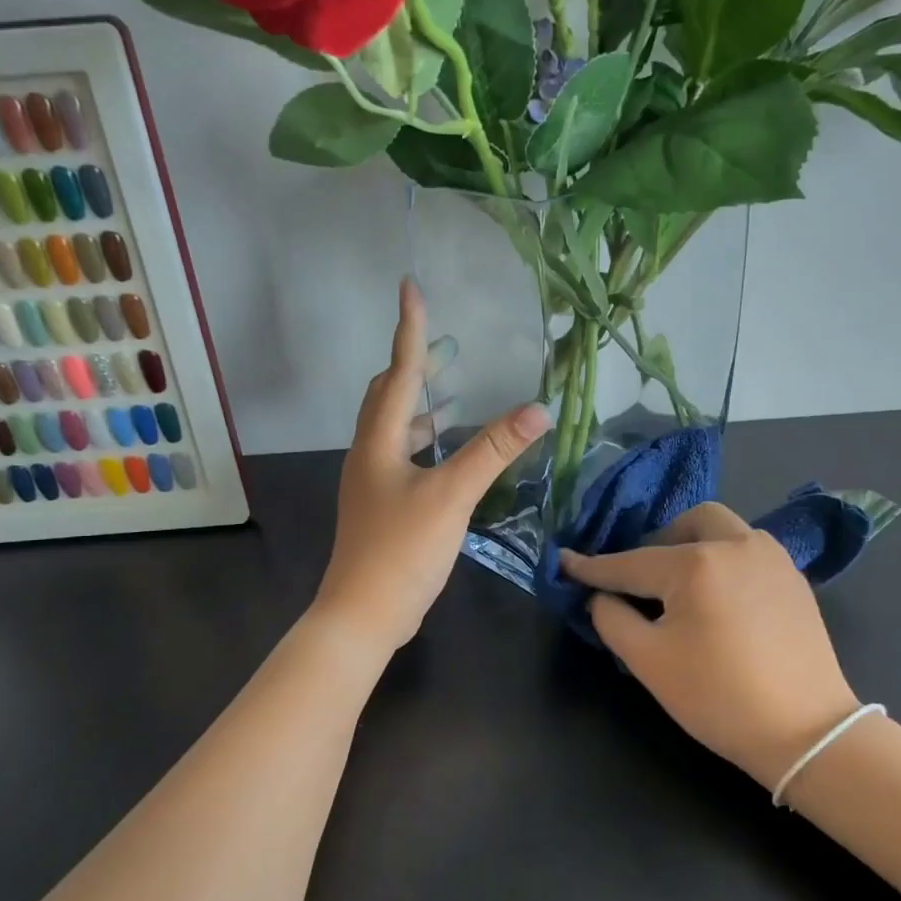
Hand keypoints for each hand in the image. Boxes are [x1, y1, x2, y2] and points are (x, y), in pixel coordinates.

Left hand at [313, 280, 551, 652]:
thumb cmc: (402, 549)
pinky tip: (448, 456)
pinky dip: (424, 444)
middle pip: (386, 397)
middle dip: (411, 368)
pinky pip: (402, 458)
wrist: (364, 613)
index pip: (397, 373)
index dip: (408, 330)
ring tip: (452, 395)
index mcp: (378, 442)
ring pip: (394, 430)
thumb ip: (493, 452)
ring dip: (419, 408)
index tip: (410, 287)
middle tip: (442, 350)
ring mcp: (372, 483)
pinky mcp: (381, 507)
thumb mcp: (452, 496)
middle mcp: (369, 454)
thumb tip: (536, 410)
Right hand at [561, 504, 860, 789]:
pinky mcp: (795, 579)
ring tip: (680, 587)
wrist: (807, 733)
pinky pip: (747, 551)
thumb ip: (611, 618)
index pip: (630, 562)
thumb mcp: (648, 661)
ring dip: (693, 545)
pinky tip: (717, 599)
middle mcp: (737, 545)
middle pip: (686, 523)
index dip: (593, 567)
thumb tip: (600, 596)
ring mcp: (772, 559)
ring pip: (723, 529)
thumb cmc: (718, 697)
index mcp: (696, 563)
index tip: (564, 562)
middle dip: (655, 543)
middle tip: (641, 580)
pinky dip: (722, 561)